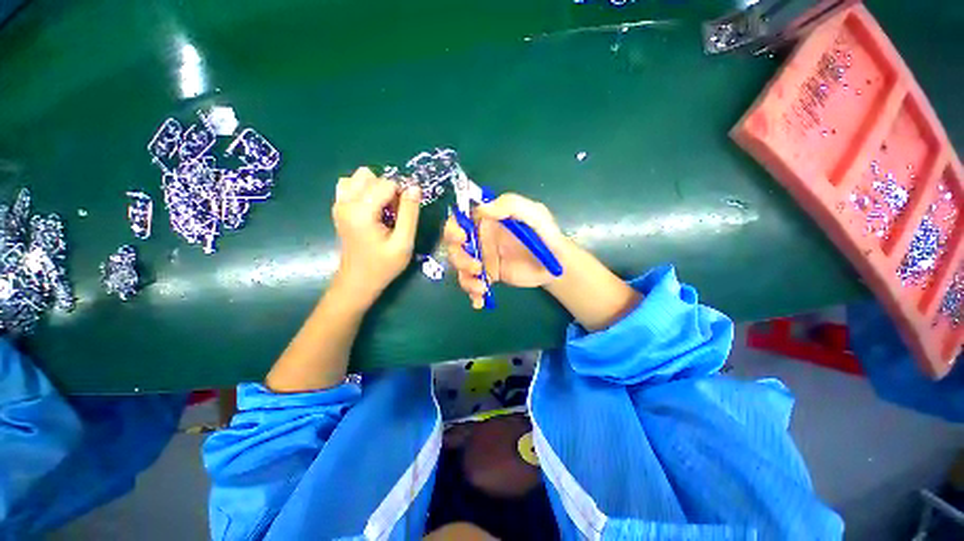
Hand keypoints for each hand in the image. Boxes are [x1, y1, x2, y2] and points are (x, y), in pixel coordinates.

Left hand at [332, 167, 420, 306]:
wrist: (358, 281)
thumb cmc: (383, 265)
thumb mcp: (403, 242)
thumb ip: (410, 213)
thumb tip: (415, 187)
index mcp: (361, 211)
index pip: (387, 183)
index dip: (402, 195)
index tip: (405, 215)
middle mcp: (346, 202)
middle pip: (372, 176)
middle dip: (389, 190)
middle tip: (394, 214)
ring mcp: (339, 204)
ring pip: (359, 177)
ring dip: (376, 188)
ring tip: (382, 209)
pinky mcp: (338, 208)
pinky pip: (350, 185)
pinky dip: (363, 190)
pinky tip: (371, 208)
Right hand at [443, 193, 568, 308]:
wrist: (557, 265)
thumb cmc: (546, 236)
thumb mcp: (534, 214)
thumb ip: (511, 205)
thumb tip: (482, 209)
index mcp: (489, 220)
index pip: (461, 220)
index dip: (453, 228)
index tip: (461, 238)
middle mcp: (482, 238)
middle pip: (455, 247)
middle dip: (459, 258)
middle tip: (476, 267)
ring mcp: (484, 258)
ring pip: (461, 267)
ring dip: (466, 279)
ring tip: (482, 287)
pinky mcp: (490, 275)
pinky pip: (474, 283)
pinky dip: (473, 294)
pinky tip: (480, 301)